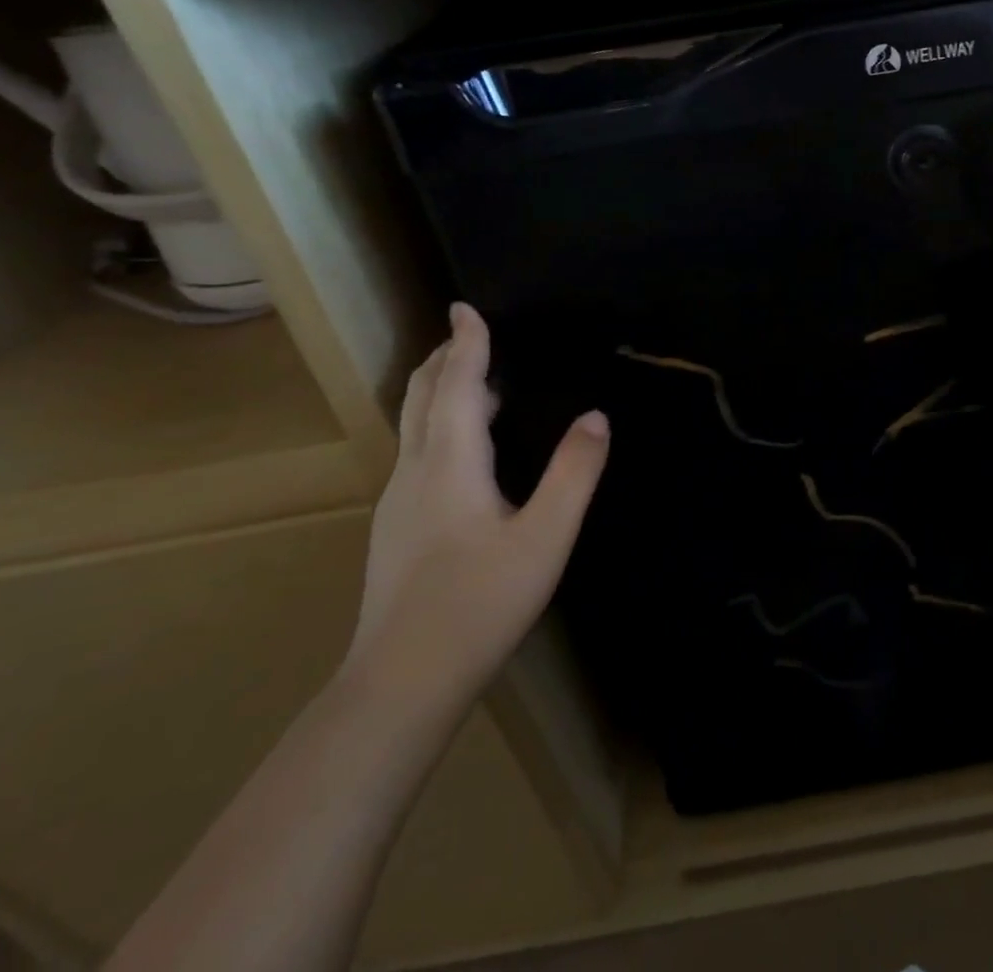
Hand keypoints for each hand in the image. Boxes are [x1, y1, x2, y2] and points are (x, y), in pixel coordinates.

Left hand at [343, 302, 607, 714]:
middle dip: (443, 359)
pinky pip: (418, 453)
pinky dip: (440, 425)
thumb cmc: (479, 604)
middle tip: (468, 334)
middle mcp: (414, 473)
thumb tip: (596, 416)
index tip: (465, 307)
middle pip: (420, 398)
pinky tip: (464, 450)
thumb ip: (574, 472)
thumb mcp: (545, 537)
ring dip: (441, 392)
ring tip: (475, 381)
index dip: (466, 344)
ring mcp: (398, 504)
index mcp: (448, 464)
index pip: (454, 385)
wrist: (400, 685)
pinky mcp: (397, 530)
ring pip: (415, 427)